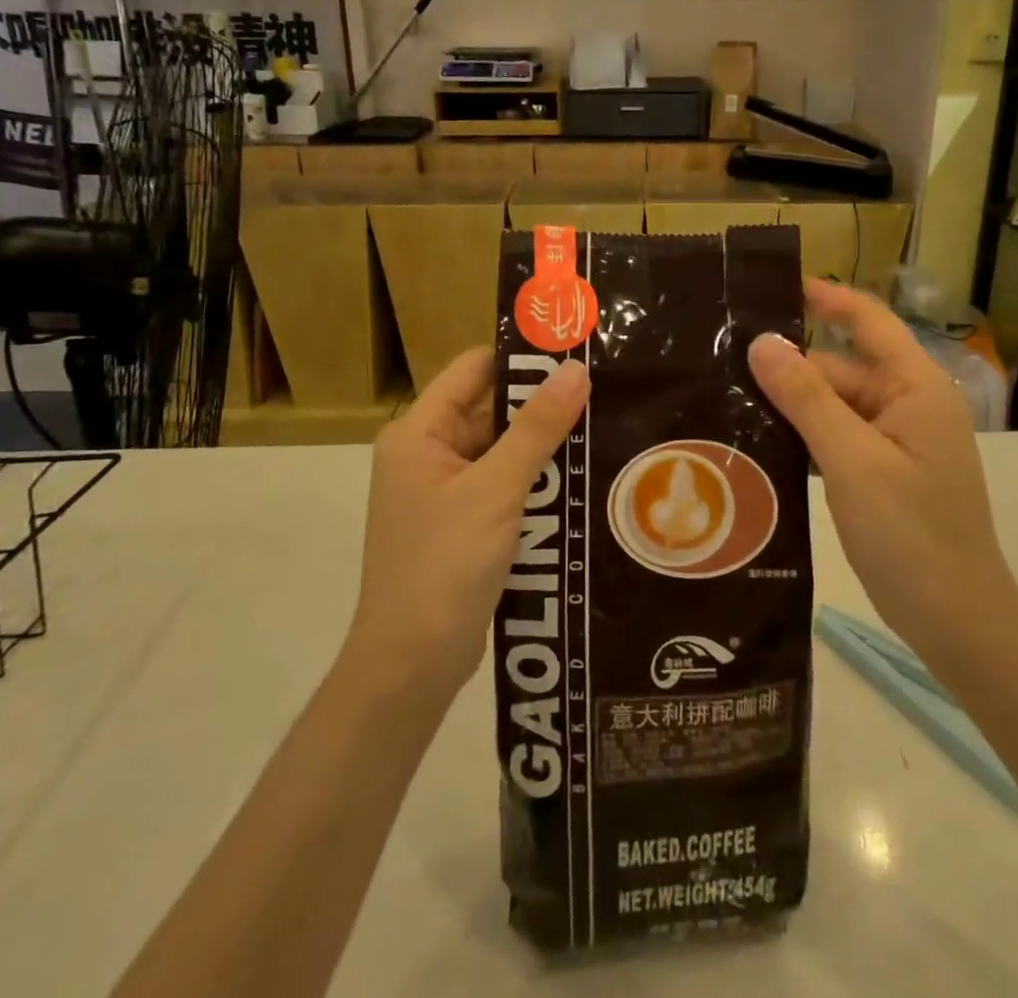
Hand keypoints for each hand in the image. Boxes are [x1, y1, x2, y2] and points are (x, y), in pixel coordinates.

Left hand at [347, 348, 588, 704]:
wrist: (410, 667)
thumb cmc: (443, 567)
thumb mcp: (495, 490)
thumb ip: (536, 429)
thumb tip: (575, 370)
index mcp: (419, 433)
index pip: (473, 370)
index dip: (522, 357)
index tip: (576, 350)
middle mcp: (428, 453)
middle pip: (491, 409)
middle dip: (543, 403)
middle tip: (605, 389)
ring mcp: (445, 491)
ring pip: (503, 449)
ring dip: (545, 445)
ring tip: (606, 426)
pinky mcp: (464, 523)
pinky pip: (505, 484)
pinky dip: (538, 480)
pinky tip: (584, 477)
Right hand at [748, 281, 1017, 655]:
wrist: (957, 622)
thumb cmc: (910, 533)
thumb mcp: (851, 460)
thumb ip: (806, 398)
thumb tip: (762, 342)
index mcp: (915, 388)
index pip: (869, 321)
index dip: (826, 298)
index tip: (775, 286)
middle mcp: (908, 405)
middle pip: (842, 368)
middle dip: (791, 366)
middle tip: (724, 362)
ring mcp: (898, 442)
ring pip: (836, 406)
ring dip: (792, 404)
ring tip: (729, 398)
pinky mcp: (884, 474)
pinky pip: (838, 438)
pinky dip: (804, 436)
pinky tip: (760, 443)